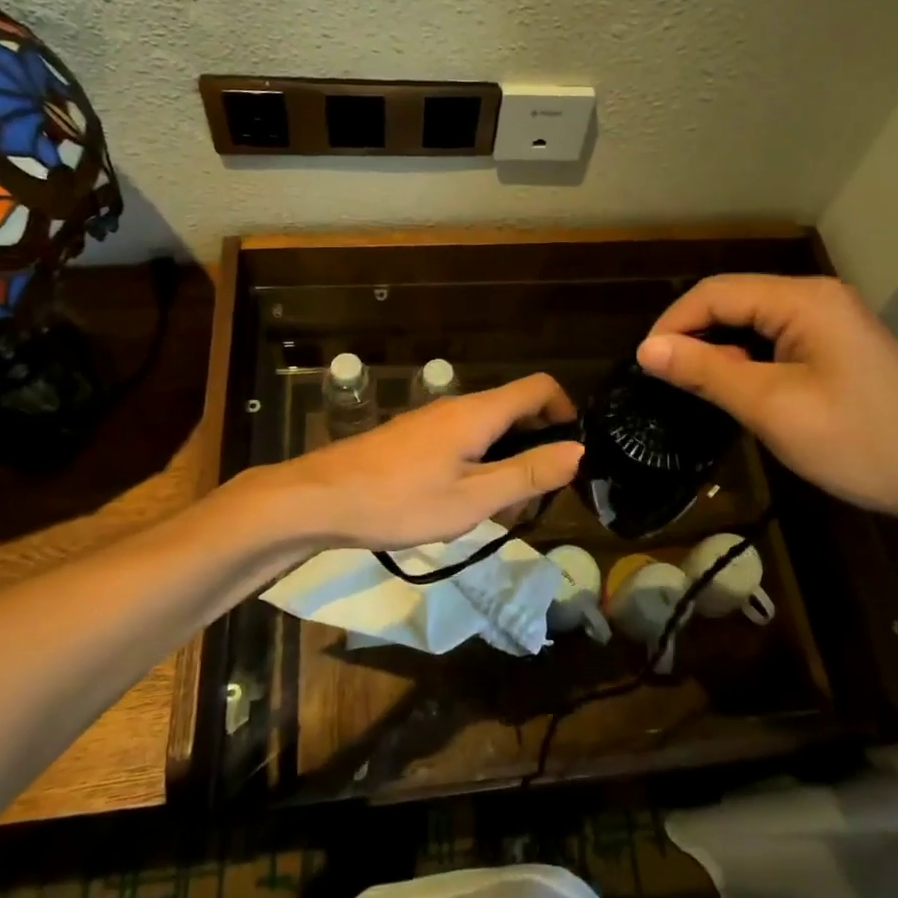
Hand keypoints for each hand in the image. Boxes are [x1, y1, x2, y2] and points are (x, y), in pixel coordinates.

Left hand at [255, 373, 584, 549]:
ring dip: (507, 461)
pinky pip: (463, 441)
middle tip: (536, 497)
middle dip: (537, 446)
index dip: (566, 411)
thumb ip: (527, 474)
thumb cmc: (400, 501)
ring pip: (489, 429)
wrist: (320, 499)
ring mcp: (432, 421)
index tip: (572, 453)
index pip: (539, 387)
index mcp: (479, 413)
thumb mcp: (472, 499)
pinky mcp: (414, 438)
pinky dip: (479, 465)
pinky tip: (462, 504)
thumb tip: (577, 450)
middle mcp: (459, 406)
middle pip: (516, 409)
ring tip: (500, 510)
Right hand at [637, 274, 897, 530]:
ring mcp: (832, 321)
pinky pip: (776, 340)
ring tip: (693, 388)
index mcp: (804, 300)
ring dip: (719, 350)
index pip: (716, 292)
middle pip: (734, 301)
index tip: (643, 365)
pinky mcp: (838, 348)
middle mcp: (817, 298)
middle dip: (694, 335)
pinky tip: (737, 390)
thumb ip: (707, 372)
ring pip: (753, 322)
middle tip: (664, 381)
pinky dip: (747, 361)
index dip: (673, 323)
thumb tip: (646, 349)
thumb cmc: (859, 443)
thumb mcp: (772, 408)